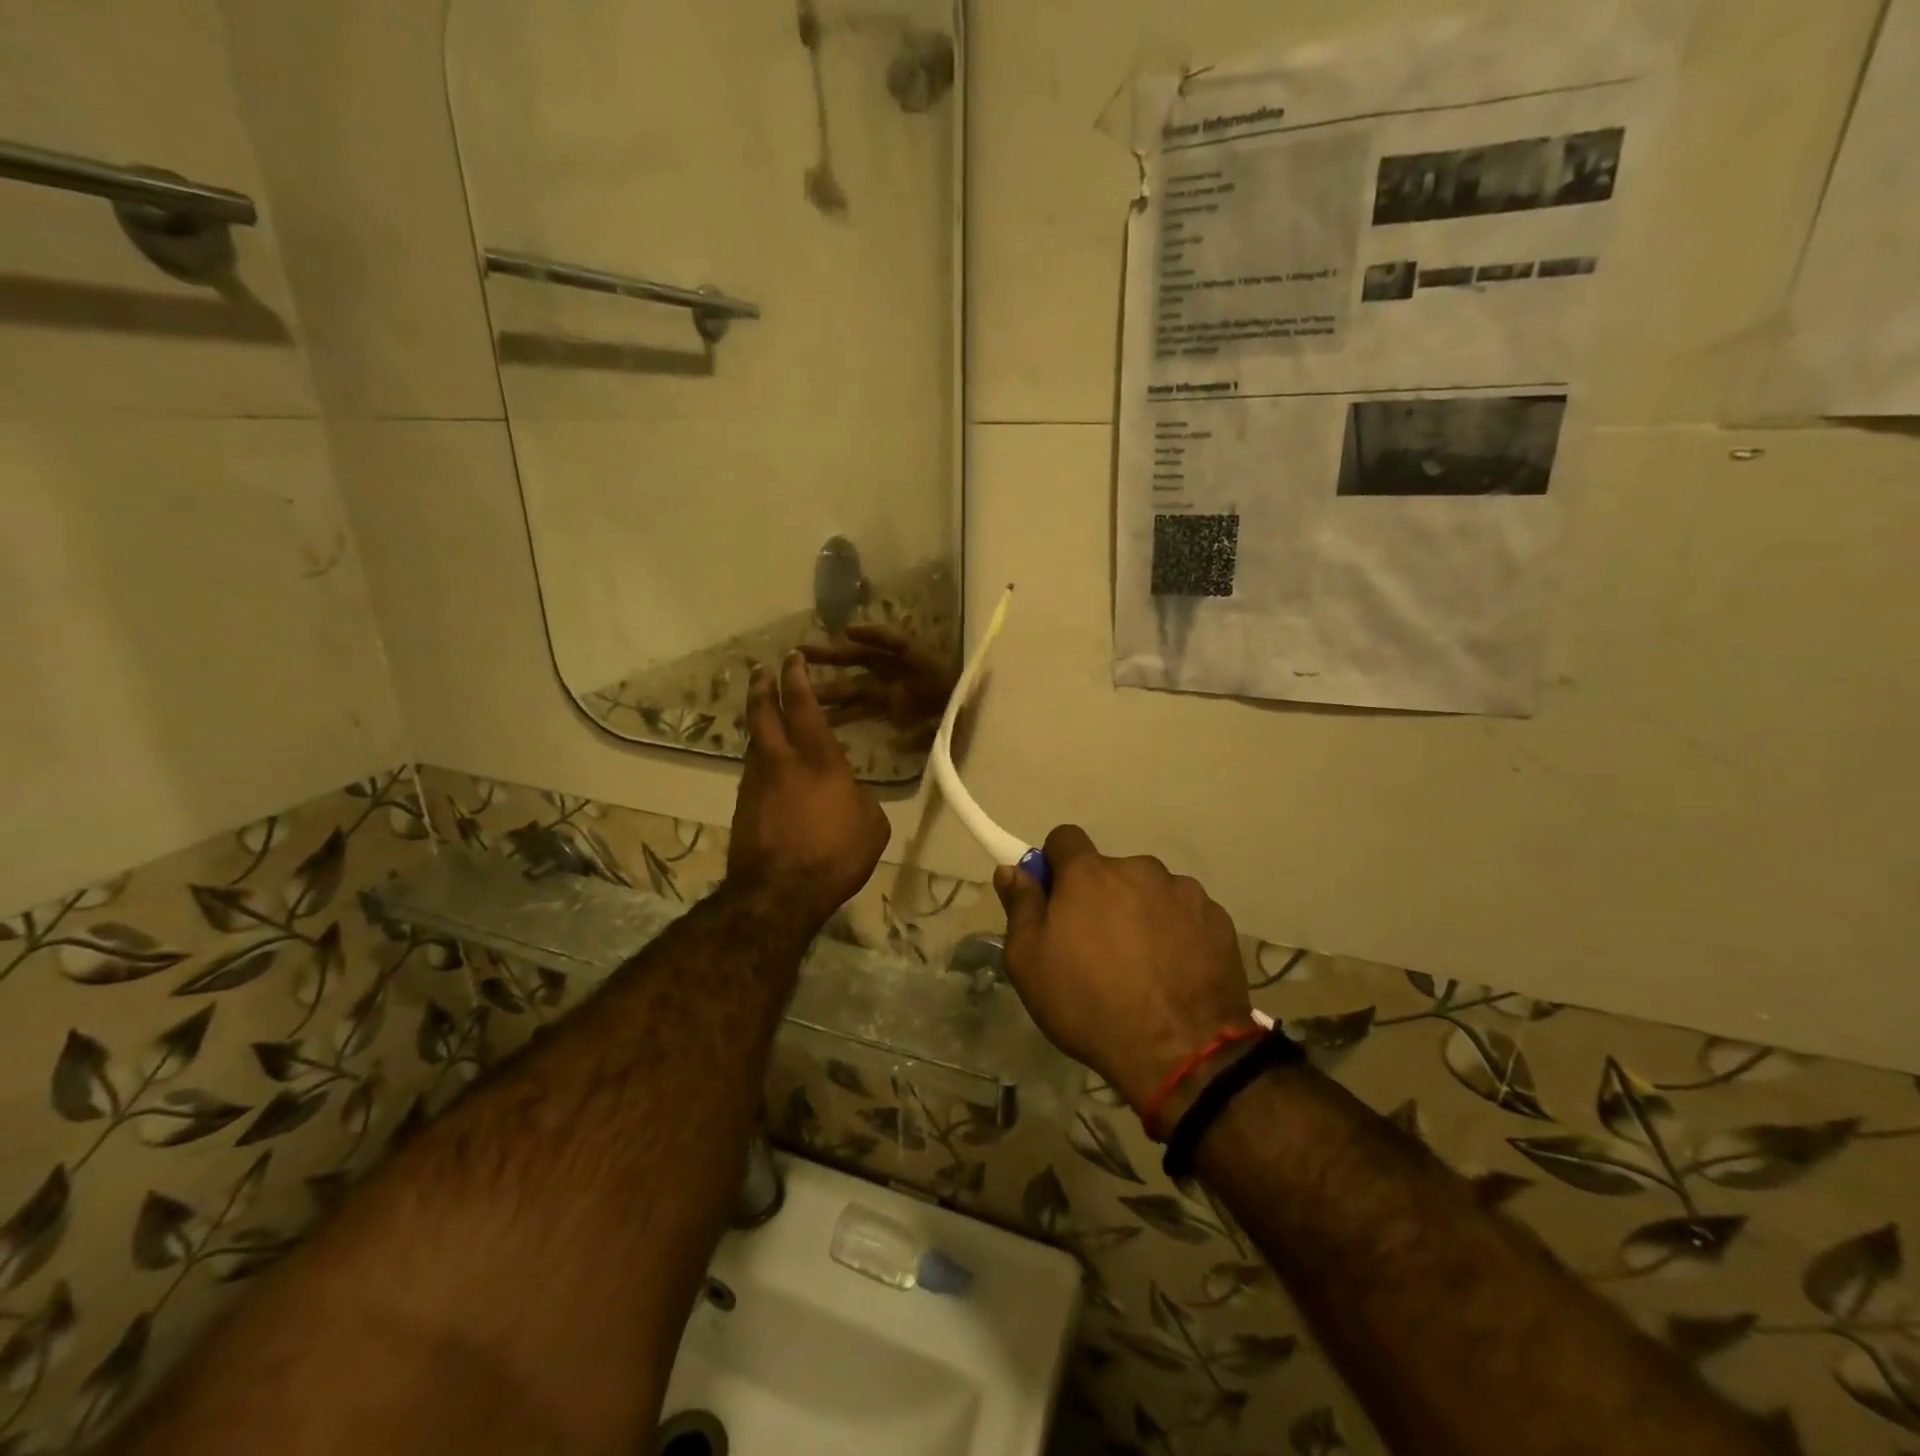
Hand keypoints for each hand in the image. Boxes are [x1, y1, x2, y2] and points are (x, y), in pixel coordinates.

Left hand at [727, 653, 890, 930]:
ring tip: (763, 714)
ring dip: (758, 723)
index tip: (792, 659)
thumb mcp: (871, 825)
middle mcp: (781, 762)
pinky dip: (760, 758)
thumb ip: (860, 798)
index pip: (803, 707)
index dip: (797, 679)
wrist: (779, 894)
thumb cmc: (835, 855)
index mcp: (818, 760)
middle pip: (763, 714)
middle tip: (761, 669)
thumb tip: (849, 794)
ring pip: (754, 742)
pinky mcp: (743, 807)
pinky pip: (753, 771)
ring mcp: (756, 784)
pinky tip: (768, 766)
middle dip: (762, 687)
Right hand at [799, 625, 959, 750]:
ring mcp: (897, 693)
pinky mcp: (895, 711)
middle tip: (800, 652)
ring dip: (830, 686)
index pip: (897, 644)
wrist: (983, 726)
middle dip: (834, 656)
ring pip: (857, 686)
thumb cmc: (973, 716)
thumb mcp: (960, 720)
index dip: (874, 635)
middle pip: (865, 660)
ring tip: (798, 687)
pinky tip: (821, 719)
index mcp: (925, 667)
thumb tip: (898, 741)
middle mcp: (905, 675)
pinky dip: (844, 713)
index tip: (849, 632)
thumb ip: (932, 730)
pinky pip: (865, 709)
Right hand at [994, 825, 1252, 1114]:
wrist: (1181, 1050)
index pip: (1064, 839)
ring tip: (1143, 967)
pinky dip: (1177, 933)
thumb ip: (1020, 907)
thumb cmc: (1090, 1004)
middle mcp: (1139, 869)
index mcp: (1089, 873)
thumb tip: (1011, 869)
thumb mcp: (1029, 962)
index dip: (1055, 865)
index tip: (1055, 900)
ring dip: (1141, 913)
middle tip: (1098, 948)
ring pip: (1150, 892)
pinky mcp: (1217, 919)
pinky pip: (1186, 915)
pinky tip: (1175, 973)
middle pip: (1110, 871)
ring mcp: (1183, 892)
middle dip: (1100, 897)